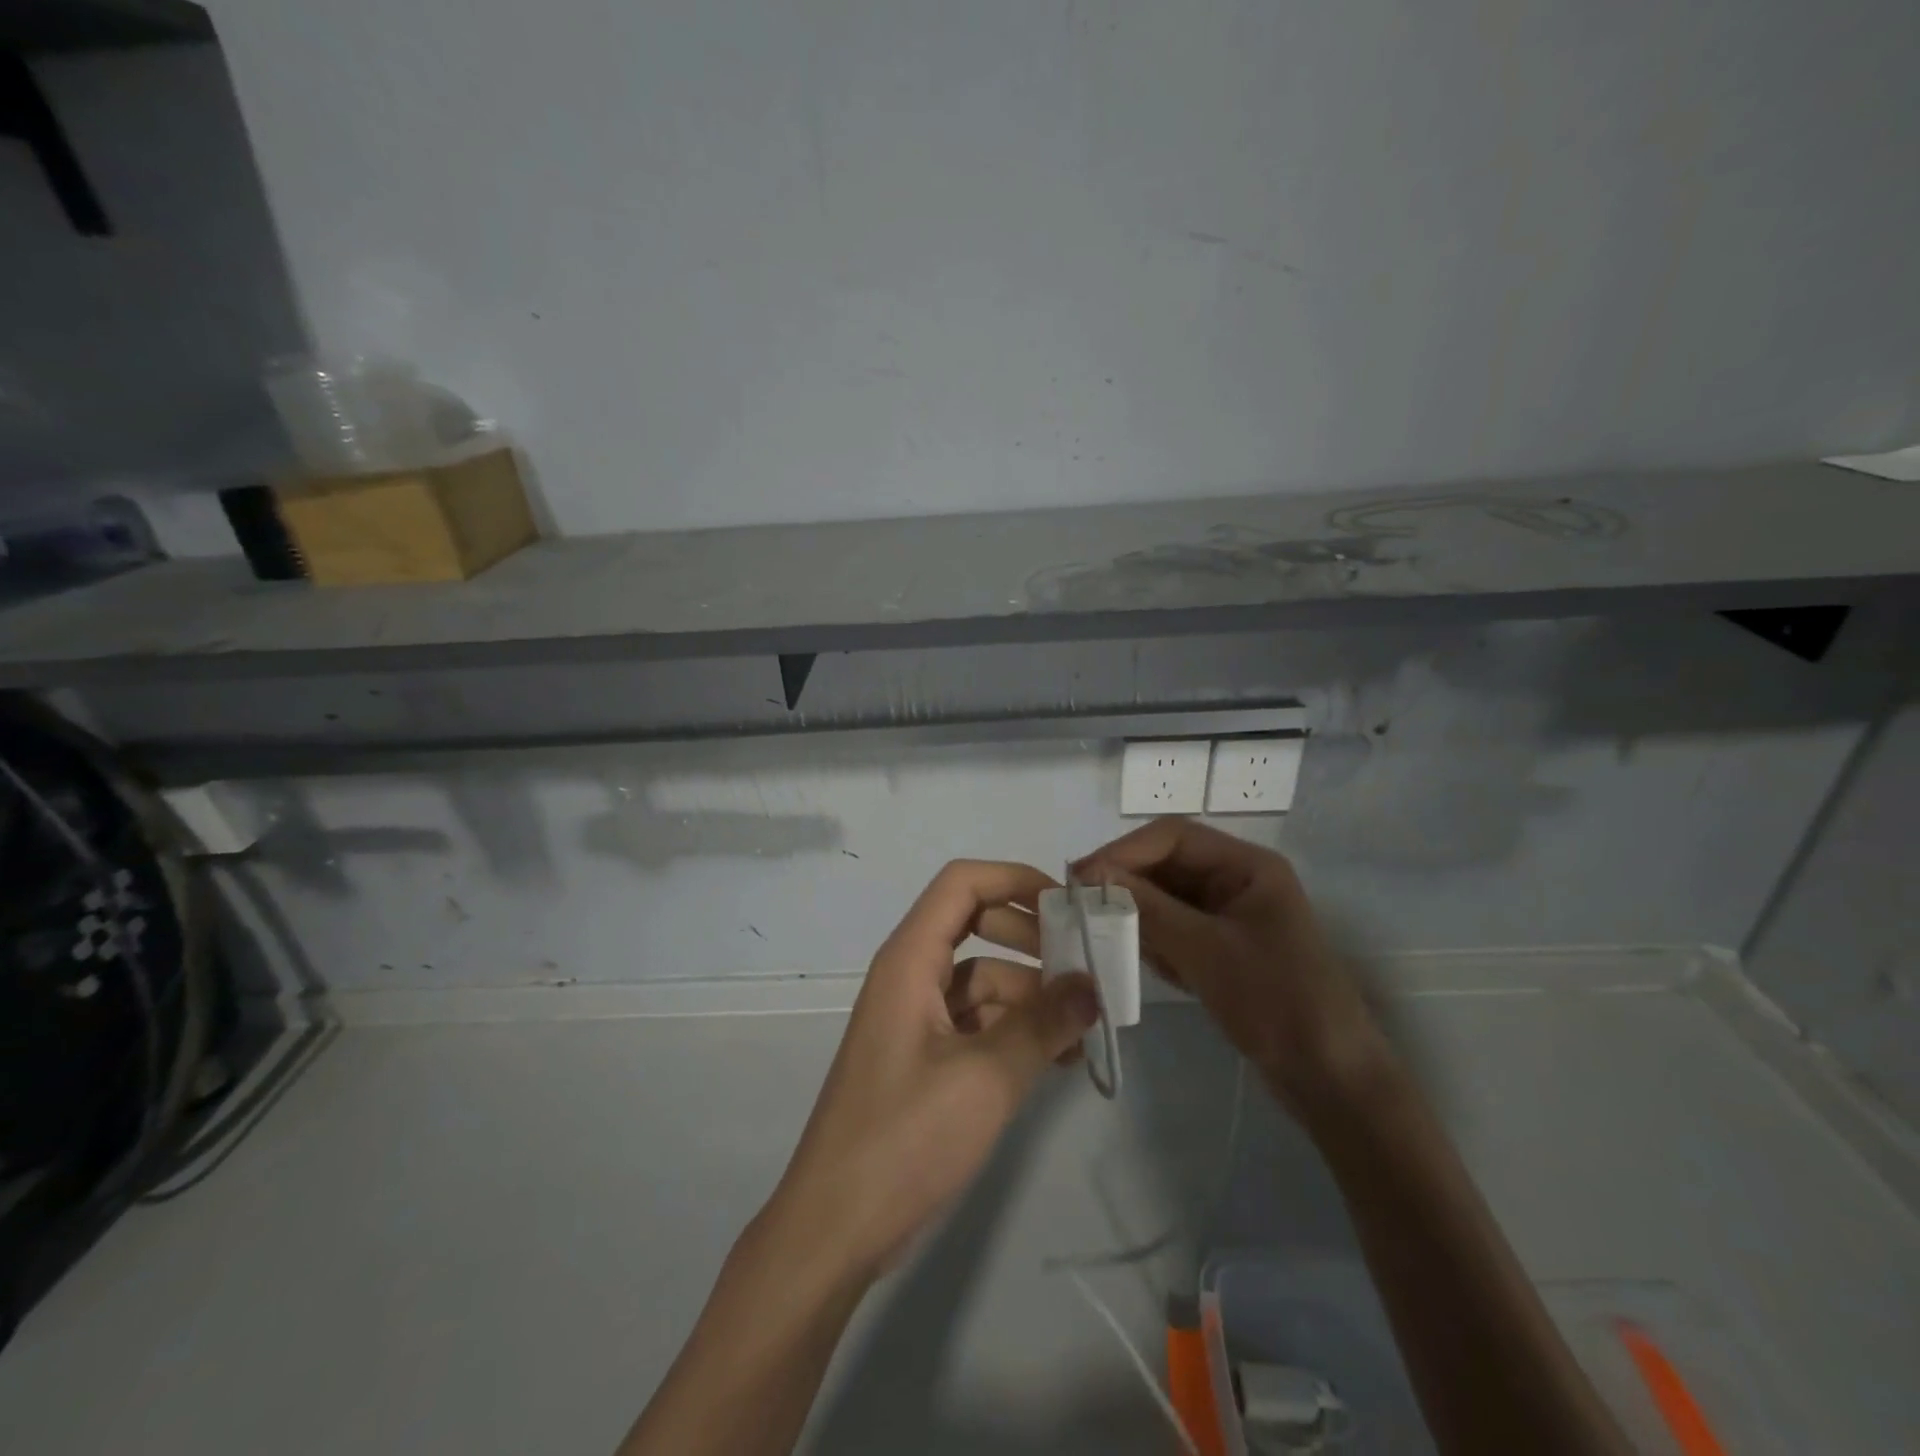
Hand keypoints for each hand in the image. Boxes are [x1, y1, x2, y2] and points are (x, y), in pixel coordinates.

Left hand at [758, 860, 1099, 1287]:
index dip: (1015, 880)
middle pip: (976, 925)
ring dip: (1032, 995)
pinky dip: (1015, 1030)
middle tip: (1085, 967)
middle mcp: (910, 975)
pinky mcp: (924, 1056)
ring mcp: (916, 1017)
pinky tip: (1059, 1059)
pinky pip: (977, 1021)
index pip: (962, 884)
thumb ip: (1043, 1025)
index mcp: (910, 960)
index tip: (1069, 907)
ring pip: (983, 979)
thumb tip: (1092, 986)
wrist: (835, 1228)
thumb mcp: (987, 1078)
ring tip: (1086, 1027)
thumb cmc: (905, 1139)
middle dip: (1032, 939)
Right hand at [1076, 819, 1390, 1117]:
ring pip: (1166, 899)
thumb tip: (1091, 874)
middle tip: (1083, 909)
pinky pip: (1175, 930)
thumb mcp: (1205, 950)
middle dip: (1128, 885)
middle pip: (1167, 865)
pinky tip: (1159, 970)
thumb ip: (1148, 907)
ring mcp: (1231, 916)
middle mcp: (1237, 881)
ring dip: (1140, 917)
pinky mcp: (1223, 949)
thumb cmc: (1275, 1001)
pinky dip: (1157, 944)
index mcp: (1247, 865)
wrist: (1331, 1080)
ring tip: (1119, 945)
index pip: (1172, 836)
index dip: (1124, 851)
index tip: (1080, 877)